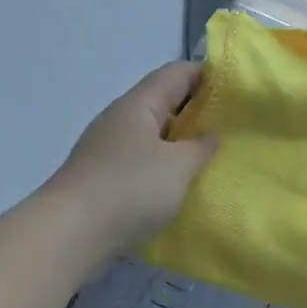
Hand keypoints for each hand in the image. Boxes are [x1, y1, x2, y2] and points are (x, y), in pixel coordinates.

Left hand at [48, 61, 217, 256]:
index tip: (237, 90)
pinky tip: (179, 185)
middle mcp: (120, 119)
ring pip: (152, 134)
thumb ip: (201, 147)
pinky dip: (163, 166)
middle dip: (197, 112)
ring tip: (211, 157)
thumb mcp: (178, 166)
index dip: (208, 75)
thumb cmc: (130, 189)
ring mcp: (107, 148)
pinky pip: (141, 160)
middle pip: (163, 102)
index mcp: (138, 104)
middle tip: (232, 127)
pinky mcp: (102, 177)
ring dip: (180, 142)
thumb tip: (210, 136)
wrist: (69, 234)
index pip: (177, 73)